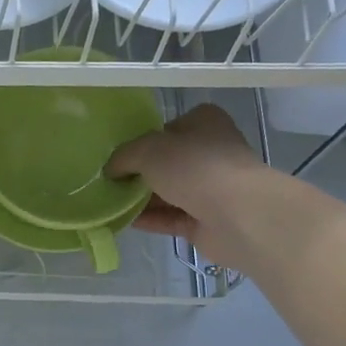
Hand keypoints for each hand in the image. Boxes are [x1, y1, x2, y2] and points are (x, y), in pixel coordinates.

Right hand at [107, 104, 277, 270]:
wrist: (236, 214)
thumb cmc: (194, 167)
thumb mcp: (147, 150)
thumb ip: (123, 157)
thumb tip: (110, 171)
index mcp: (204, 123)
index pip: (168, 128)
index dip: (143, 140)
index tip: (118, 156)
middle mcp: (210, 152)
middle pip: (167, 162)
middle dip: (139, 173)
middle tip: (109, 182)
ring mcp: (211, 188)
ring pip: (169, 192)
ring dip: (141, 199)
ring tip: (109, 204)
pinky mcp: (207, 220)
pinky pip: (171, 218)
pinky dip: (150, 219)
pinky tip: (124, 221)